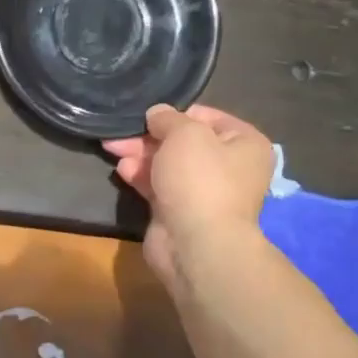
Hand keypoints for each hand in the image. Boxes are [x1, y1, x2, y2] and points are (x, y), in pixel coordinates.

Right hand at [104, 104, 275, 287]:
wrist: (196, 244)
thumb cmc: (200, 179)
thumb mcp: (184, 134)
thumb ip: (168, 118)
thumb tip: (157, 113)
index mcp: (244, 144)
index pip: (207, 117)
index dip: (176, 114)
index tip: (148, 114)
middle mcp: (229, 167)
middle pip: (183, 143)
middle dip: (150, 137)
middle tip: (120, 133)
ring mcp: (204, 193)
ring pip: (168, 165)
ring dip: (141, 155)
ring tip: (113, 148)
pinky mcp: (180, 212)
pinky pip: (159, 187)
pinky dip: (141, 176)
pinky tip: (122, 169)